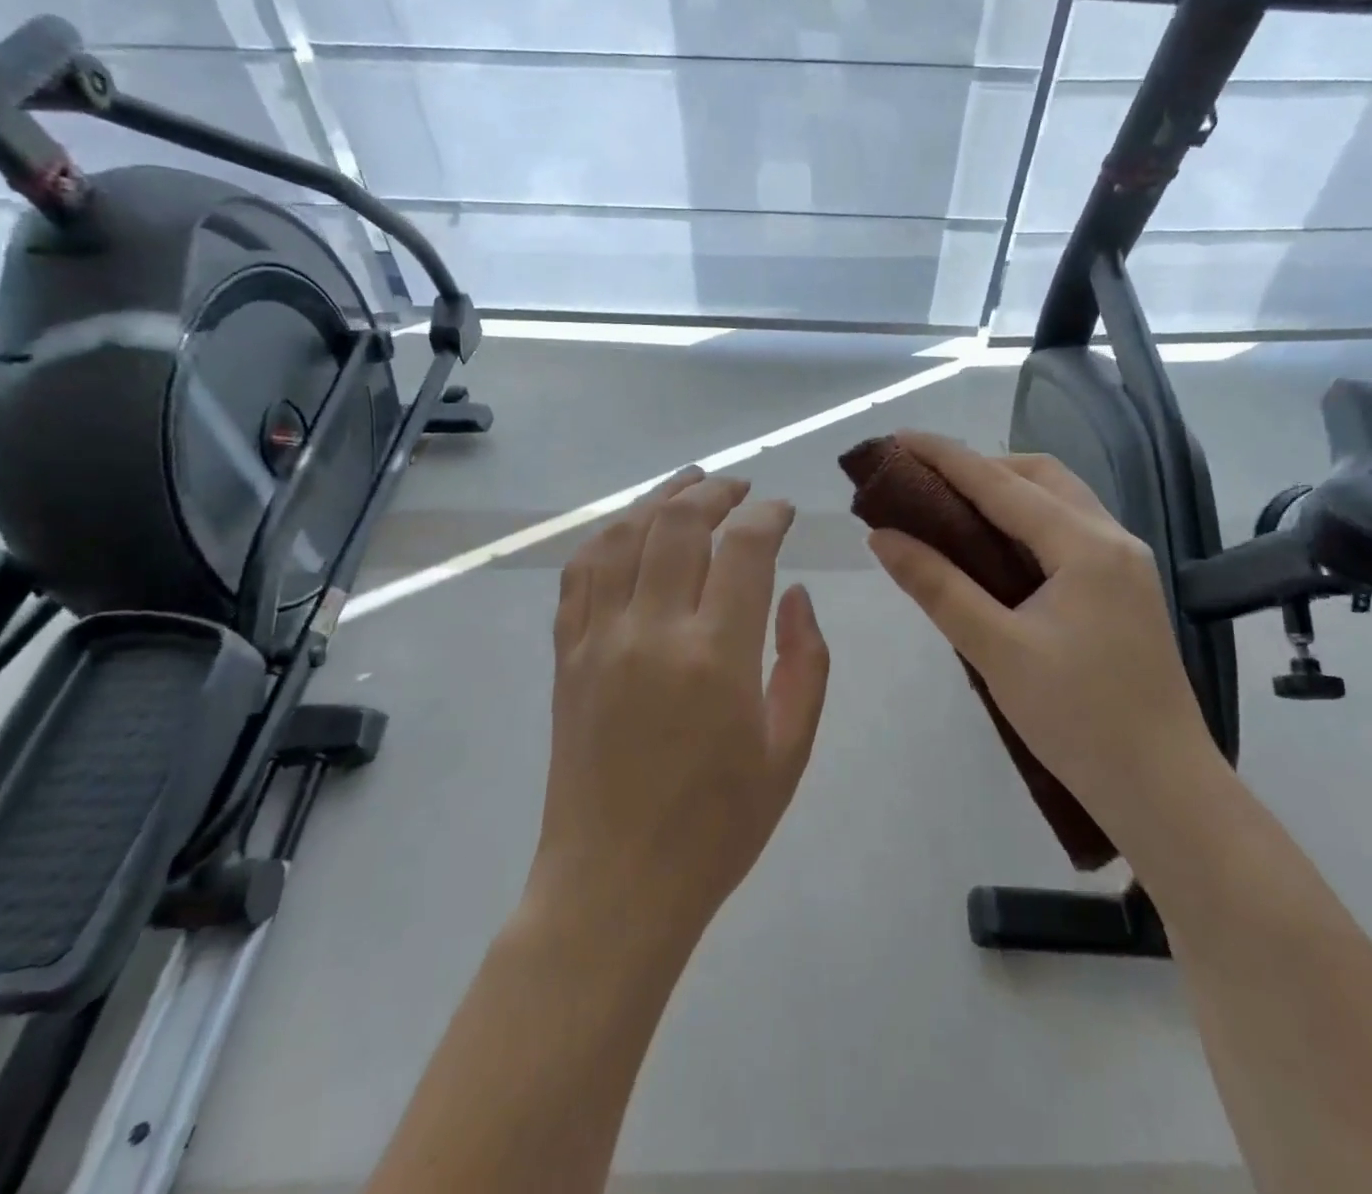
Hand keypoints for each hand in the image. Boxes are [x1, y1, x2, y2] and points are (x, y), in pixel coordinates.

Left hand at [528, 468, 830, 940]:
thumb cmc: (716, 828)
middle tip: (740, 488)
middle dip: (715, 492)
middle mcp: (652, 631)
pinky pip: (580, 574)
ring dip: (659, 499)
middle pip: (679, 524)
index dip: (768, 517)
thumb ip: (804, 663)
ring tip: (688, 484)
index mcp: (716, 656)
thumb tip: (796, 596)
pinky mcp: (567, 656)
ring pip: (624, 536)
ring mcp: (599, 639)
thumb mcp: (788, 752)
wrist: (614, 887)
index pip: (744, 550)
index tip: (783, 512)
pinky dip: (606, 537)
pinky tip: (627, 528)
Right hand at [866, 432, 1215, 839]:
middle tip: (925, 482)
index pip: (1001, 483)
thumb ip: (937, 586)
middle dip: (980, 466)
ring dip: (1006, 491)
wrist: (1163, 788)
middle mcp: (1112, 539)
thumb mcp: (996, 650)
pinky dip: (1026, 521)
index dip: (945, 457)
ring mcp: (1125, 563)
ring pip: (1059, 500)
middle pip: (1040, 475)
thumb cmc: (1078, 719)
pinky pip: (1069, 530)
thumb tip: (882, 537)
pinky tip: (995, 547)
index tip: (898, 440)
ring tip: (952, 508)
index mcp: (1085, 546)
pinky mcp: (1124, 588)